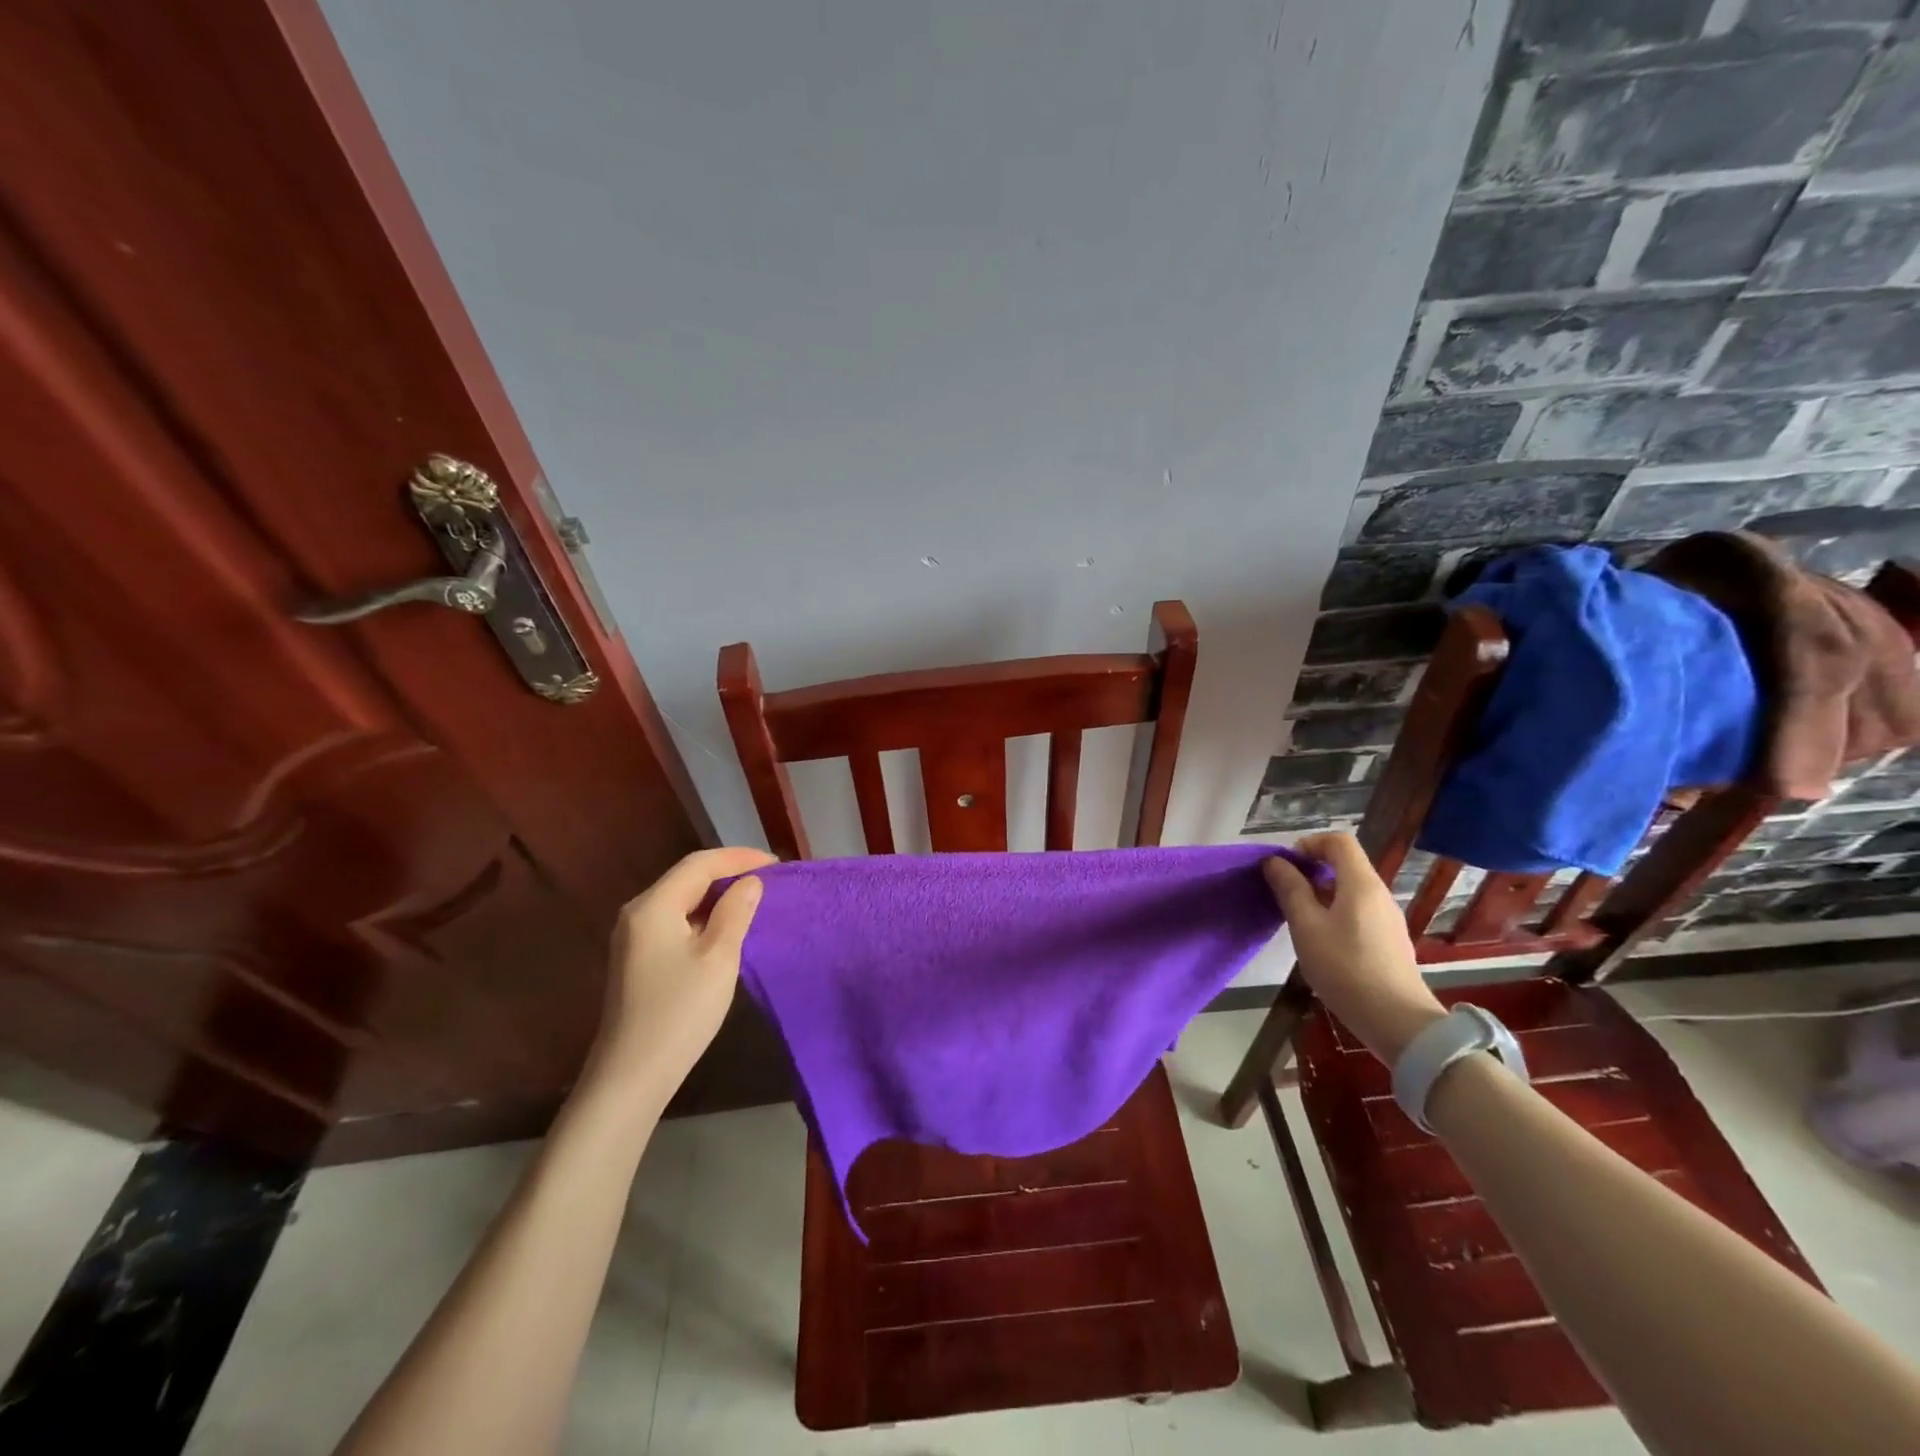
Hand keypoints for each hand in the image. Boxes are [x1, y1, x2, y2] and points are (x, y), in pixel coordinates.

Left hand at [586, 846, 775, 1095]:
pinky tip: (726, 928)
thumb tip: (750, 882)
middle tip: (770, 879)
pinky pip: (675, 921)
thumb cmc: (679, 1012)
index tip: (776, 864)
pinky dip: (704, 916)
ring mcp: (634, 937)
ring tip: (755, 899)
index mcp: (653, 906)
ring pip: (682, 900)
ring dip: (717, 895)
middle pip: (687, 878)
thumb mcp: (718, 957)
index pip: (699, 864)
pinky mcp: (638, 959)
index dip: (739, 858)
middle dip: (729, 873)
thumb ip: (736, 912)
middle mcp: (637, 913)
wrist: (631, 1076)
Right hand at [1264, 833, 1443, 1064]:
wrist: (1397, 1021)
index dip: (1309, 844)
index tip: (1287, 866)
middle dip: (1312, 870)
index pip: (1339, 841)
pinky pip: (1359, 911)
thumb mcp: (1307, 926)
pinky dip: (1336, 912)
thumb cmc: (1345, 968)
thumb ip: (1290, 889)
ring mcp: (1387, 918)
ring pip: (1351, 889)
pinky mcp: (1389, 940)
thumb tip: (1275, 862)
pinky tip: (1322, 942)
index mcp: (1361, 883)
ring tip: (1299, 920)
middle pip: (1345, 864)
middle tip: (1285, 893)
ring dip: (1321, 893)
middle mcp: (1379, 893)